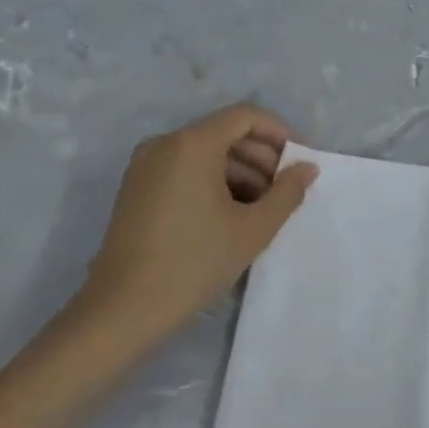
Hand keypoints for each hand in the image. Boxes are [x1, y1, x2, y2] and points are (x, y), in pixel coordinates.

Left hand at [68, 104, 317, 356]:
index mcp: (193, 144)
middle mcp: (165, 143)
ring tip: (263, 208)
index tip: (299, 161)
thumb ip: (287, 192)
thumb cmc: (193, 263)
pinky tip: (231, 214)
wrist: (121, 311)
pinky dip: (213, 181)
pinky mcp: (136, 188)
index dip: (278, 132)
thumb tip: (307, 168)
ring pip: (206, 152)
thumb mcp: (253, 229)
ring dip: (240, 171)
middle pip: (225, 132)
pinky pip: (185, 169)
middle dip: (261, 156)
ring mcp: (146, 165)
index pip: (245, 116)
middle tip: (285, 189)